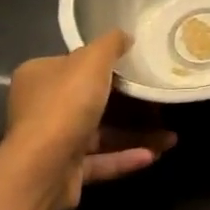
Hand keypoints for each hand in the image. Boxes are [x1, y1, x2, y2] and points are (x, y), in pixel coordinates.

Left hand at [5, 32, 174, 209]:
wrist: (42, 170)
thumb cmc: (65, 105)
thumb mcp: (93, 60)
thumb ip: (111, 44)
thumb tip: (125, 37)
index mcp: (39, 76)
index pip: (73, 64)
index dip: (104, 64)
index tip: (135, 66)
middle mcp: (41, 108)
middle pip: (90, 100)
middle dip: (129, 104)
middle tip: (159, 102)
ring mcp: (51, 143)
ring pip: (100, 134)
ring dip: (135, 134)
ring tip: (170, 137)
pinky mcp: (64, 172)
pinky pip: (100, 161)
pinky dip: (126, 157)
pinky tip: (154, 154)